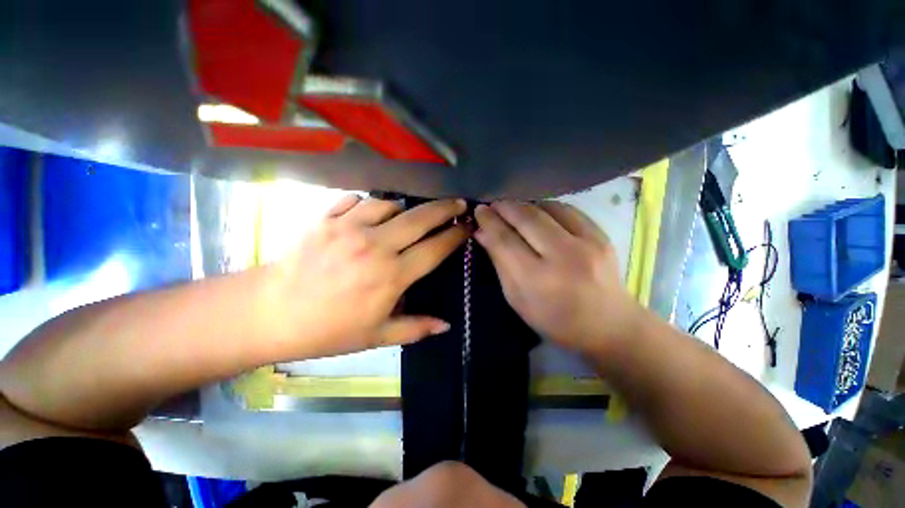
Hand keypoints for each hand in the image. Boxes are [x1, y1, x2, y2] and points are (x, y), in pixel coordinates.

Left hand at [260, 196, 468, 358]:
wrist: (271, 313)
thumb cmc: (328, 329)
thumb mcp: (376, 337)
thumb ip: (415, 328)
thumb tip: (446, 325)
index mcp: (391, 276)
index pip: (435, 249)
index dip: (455, 236)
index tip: (467, 227)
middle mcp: (375, 246)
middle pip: (420, 219)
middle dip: (444, 209)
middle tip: (458, 204)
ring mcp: (349, 228)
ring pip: (389, 204)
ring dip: (403, 209)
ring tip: (406, 216)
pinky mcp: (326, 218)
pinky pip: (356, 200)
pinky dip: (369, 203)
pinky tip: (370, 211)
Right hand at [474, 201, 642, 353]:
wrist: (609, 325)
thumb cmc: (555, 320)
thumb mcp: (517, 299)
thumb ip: (500, 264)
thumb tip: (482, 233)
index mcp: (538, 280)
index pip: (505, 241)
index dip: (489, 222)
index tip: (479, 211)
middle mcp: (563, 257)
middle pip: (527, 219)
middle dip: (504, 207)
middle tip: (492, 204)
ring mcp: (587, 243)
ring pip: (547, 208)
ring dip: (524, 204)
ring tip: (511, 208)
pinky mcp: (602, 235)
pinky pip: (567, 210)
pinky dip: (546, 207)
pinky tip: (537, 211)